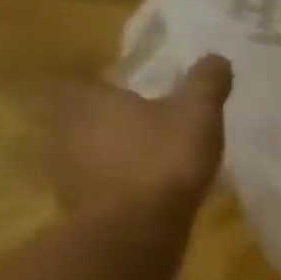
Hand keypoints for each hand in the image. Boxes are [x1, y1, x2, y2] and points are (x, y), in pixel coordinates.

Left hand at [51, 56, 231, 217]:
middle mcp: (66, 124)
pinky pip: (97, 177)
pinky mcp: (73, 196)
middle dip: (119, 119)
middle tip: (154, 126)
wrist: (133, 223)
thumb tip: (216, 56)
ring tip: (152, 159)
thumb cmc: (164, 158)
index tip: (147, 96)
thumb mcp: (198, 115)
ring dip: (116, 150)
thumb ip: (206, 84)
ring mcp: (64, 163)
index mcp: (91, 98)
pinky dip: (116, 178)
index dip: (123, 88)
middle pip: (92, 114)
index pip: (99, 82)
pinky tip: (143, 187)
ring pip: (92, 146)